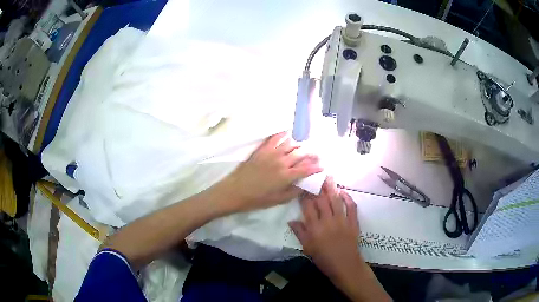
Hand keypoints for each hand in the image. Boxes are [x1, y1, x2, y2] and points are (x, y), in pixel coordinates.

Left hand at [220, 132, 322, 212]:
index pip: (306, 168)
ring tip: (303, 147)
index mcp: (286, 176)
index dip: (316, 167)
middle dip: (311, 154)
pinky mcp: (262, 149)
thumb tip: (305, 185)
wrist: (235, 191)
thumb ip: (294, 192)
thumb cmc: (256, 199)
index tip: (321, 166)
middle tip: (316, 155)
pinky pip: (275, 137)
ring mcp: (271, 153)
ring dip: (299, 144)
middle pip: (301, 153)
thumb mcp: (278, 200)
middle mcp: (281, 161)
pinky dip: (283, 134)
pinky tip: (287, 134)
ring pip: (290, 143)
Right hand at [289, 178, 362, 282]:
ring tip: (328, 177)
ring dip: (332, 189)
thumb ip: (300, 233)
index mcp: (315, 228)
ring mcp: (342, 221)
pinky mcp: (353, 222)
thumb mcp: (308, 248)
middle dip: (317, 188)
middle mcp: (328, 221)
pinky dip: (348, 198)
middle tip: (315, 178)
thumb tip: (291, 221)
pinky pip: (352, 207)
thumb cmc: (324, 259)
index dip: (304, 196)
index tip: (302, 187)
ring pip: (336, 201)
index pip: (308, 207)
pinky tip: (343, 192)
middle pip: (321, 201)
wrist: (345, 265)